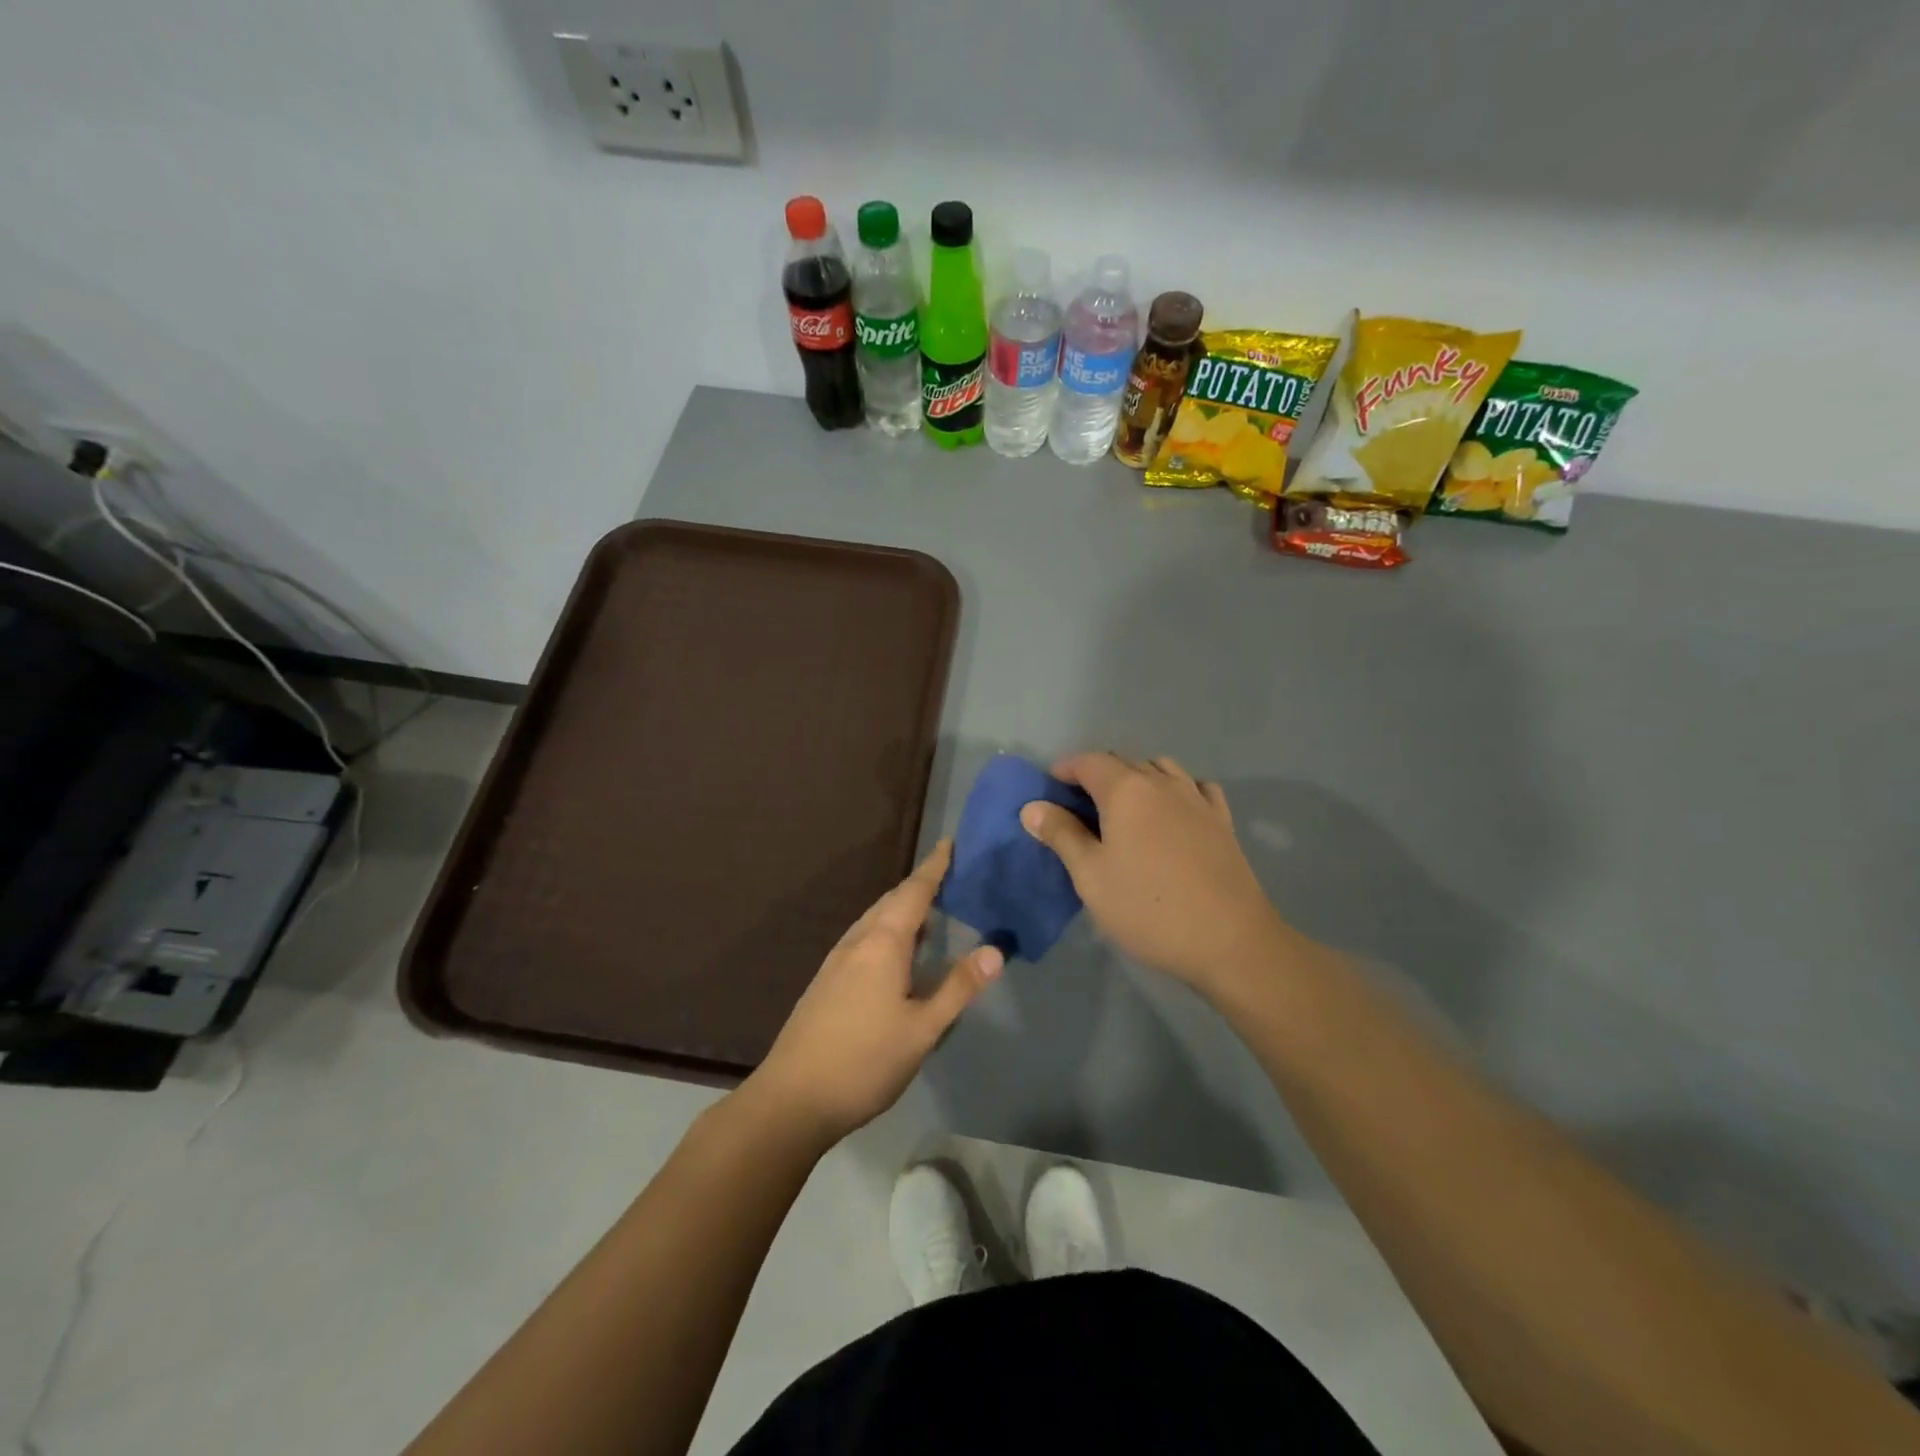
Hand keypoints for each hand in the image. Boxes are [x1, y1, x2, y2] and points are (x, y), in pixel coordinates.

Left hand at [748, 840, 1001, 1144]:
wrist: (792, 1098)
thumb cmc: (865, 1061)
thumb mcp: (922, 1029)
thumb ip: (958, 987)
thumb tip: (995, 950)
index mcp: (882, 943)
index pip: (914, 892)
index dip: (934, 868)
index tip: (950, 843)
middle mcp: (856, 942)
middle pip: (891, 901)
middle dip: (919, 885)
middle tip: (948, 877)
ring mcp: (836, 961)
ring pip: (874, 920)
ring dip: (901, 908)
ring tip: (929, 911)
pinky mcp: (826, 981)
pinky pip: (863, 938)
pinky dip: (886, 929)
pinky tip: (896, 953)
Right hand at [1020, 753, 1288, 994]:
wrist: (1230, 941)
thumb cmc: (1148, 909)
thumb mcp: (1091, 877)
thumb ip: (1061, 835)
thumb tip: (1032, 806)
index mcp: (1126, 790)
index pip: (1088, 761)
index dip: (1065, 768)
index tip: (1049, 788)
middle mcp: (1162, 782)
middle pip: (1123, 761)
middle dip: (1096, 774)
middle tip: (1078, 807)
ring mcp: (1197, 798)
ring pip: (1160, 768)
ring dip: (1135, 777)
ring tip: (1123, 808)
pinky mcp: (1222, 820)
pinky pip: (1194, 786)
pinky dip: (1175, 789)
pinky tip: (1172, 812)